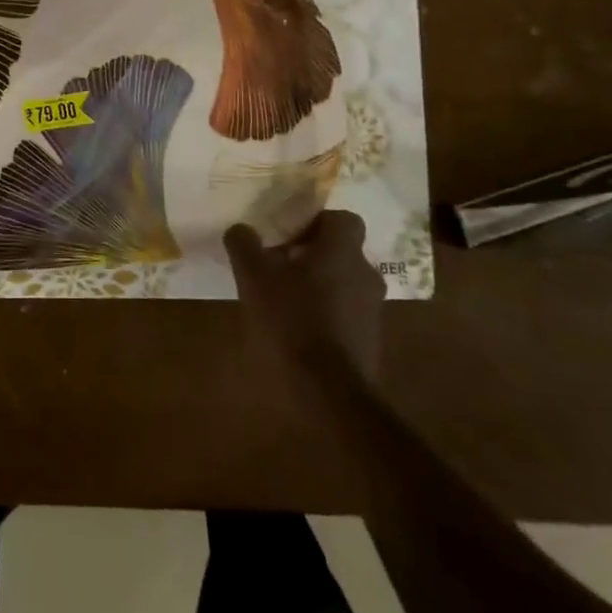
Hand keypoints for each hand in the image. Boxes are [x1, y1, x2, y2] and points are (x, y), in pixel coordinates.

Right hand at [226, 211, 384, 384]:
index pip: (342, 218)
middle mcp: (365, 274)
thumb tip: (240, 229)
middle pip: (341, 251)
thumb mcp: (253, 278)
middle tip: (278, 265)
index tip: (287, 234)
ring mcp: (371, 311)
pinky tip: (296, 329)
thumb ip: (245, 246)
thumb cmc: (290, 321)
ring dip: (318, 285)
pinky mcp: (369, 342)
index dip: (316, 221)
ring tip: (282, 299)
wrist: (328, 394)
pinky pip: (346, 313)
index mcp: (342, 251)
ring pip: (343, 283)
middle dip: (312, 255)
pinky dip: (325, 314)